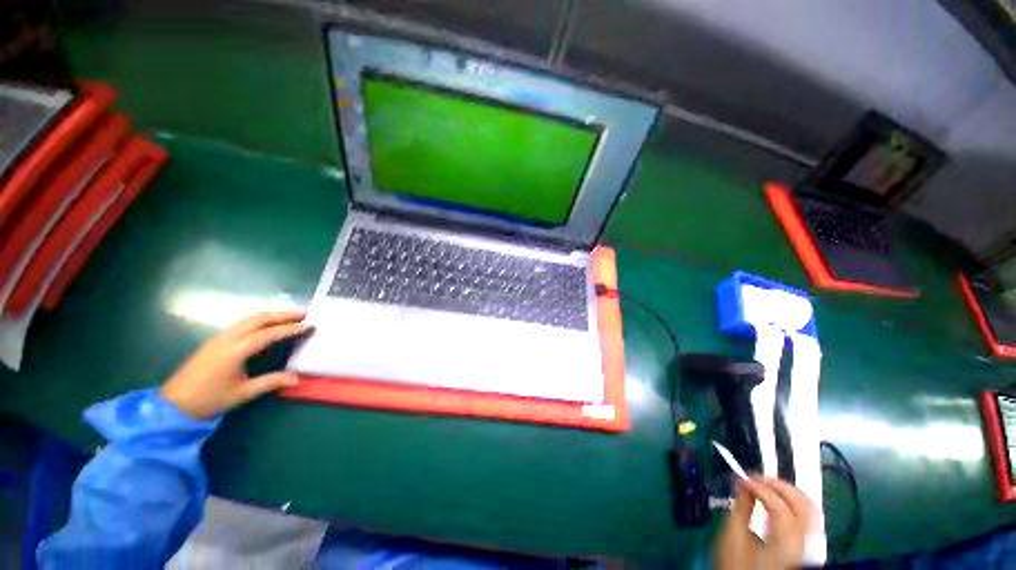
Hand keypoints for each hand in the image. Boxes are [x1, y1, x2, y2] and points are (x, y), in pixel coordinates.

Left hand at [160, 310, 308, 418]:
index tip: (308, 325)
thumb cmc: (210, 399)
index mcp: (235, 350)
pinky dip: (259, 319)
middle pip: (259, 319)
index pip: (268, 334)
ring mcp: (219, 338)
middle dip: (283, 314)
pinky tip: (266, 324)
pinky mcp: (215, 341)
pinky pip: (241, 323)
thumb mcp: (243, 393)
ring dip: (271, 315)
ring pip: (249, 319)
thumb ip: (271, 382)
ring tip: (290, 315)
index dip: (289, 328)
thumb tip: (298, 379)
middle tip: (304, 312)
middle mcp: (228, 338)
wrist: (174, 404)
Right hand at [714, 476, 816, 569]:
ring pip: (809, 510)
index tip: (742, 480)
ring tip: (766, 486)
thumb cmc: (740, 569)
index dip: (758, 486)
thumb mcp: (734, 539)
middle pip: (803, 504)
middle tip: (757, 478)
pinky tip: (775, 503)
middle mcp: (803, 545)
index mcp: (785, 543)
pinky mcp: (804, 549)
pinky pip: (806, 520)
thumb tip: (742, 487)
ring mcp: (807, 548)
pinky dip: (792, 505)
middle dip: (779, 485)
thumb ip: (740, 510)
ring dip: (788, 493)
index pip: (778, 504)